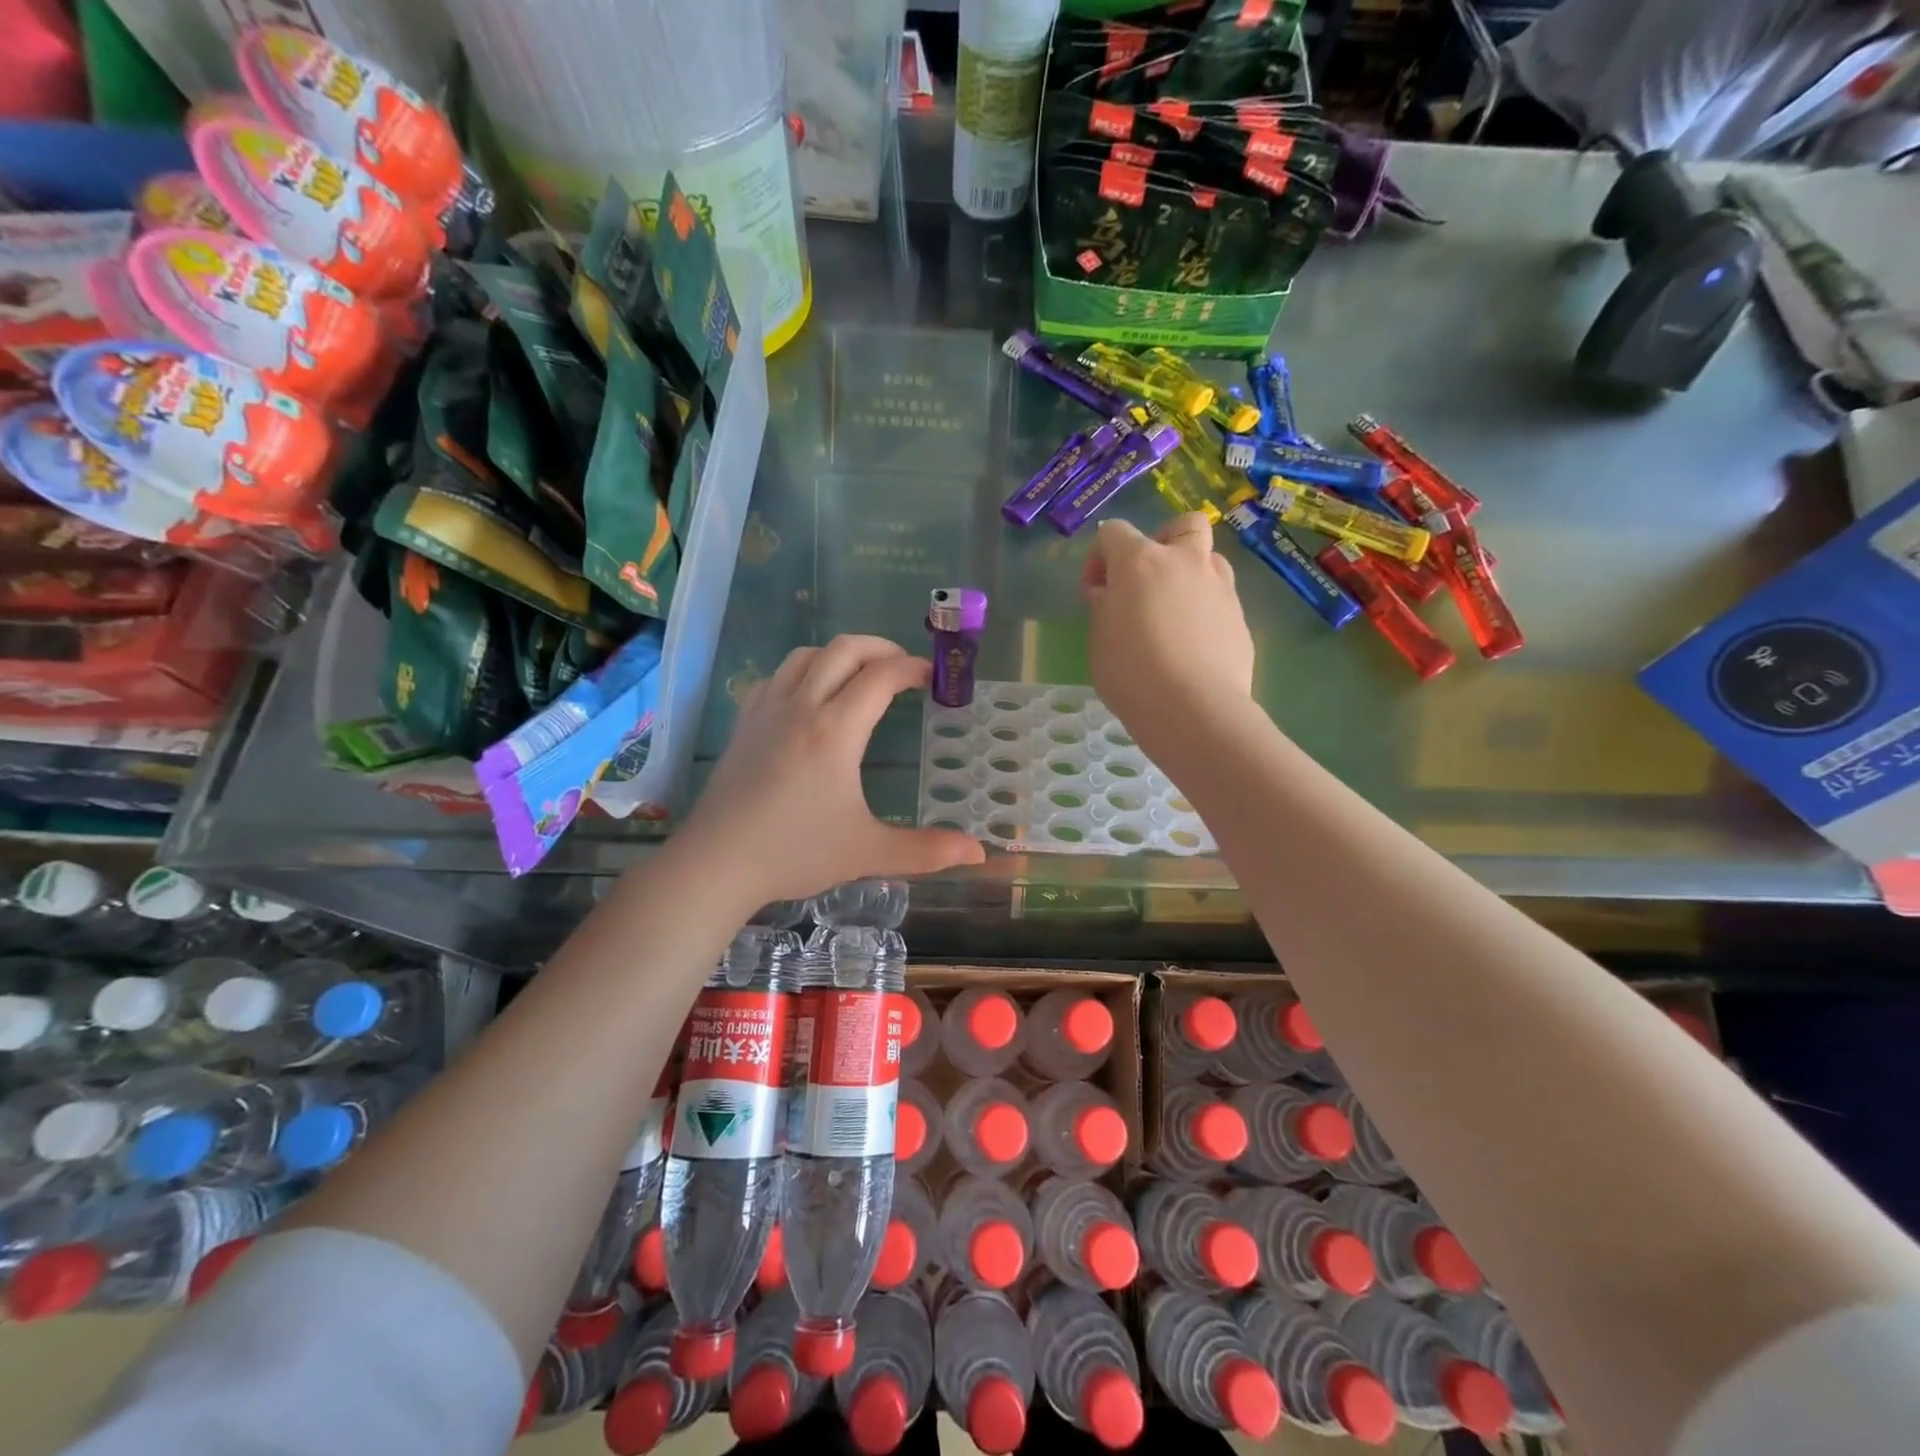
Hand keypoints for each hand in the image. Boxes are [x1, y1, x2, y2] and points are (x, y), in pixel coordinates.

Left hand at [679, 636, 985, 904]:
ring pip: (807, 654)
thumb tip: (979, 852)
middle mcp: (802, 705)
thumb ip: (926, 850)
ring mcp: (767, 709)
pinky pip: (778, 674)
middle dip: (881, 648)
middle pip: (844, 649)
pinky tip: (812, 696)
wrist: (717, 862)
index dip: (912, 669)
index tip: (933, 679)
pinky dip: (805, 669)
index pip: (881, 677)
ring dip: (841, 654)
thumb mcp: (868, 852)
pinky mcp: (744, 721)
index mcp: (836, 730)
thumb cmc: (796, 853)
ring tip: (862, 676)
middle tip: (904, 669)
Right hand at [1083, 514, 1254, 748]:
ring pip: (1208, 559)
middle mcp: (1184, 562)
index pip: (1114, 532)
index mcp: (1140, 561)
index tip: (1095, 592)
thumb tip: (1111, 593)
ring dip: (1189, 573)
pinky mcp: (1240, 617)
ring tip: (1172, 611)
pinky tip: (1192, 643)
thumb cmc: (1131, 673)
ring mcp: (1219, 587)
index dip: (1098, 557)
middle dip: (1163, 541)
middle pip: (1182, 525)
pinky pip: (1220, 598)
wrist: (1193, 709)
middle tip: (1148, 577)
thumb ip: (1104, 606)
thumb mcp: (1100, 639)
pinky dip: (1204, 609)